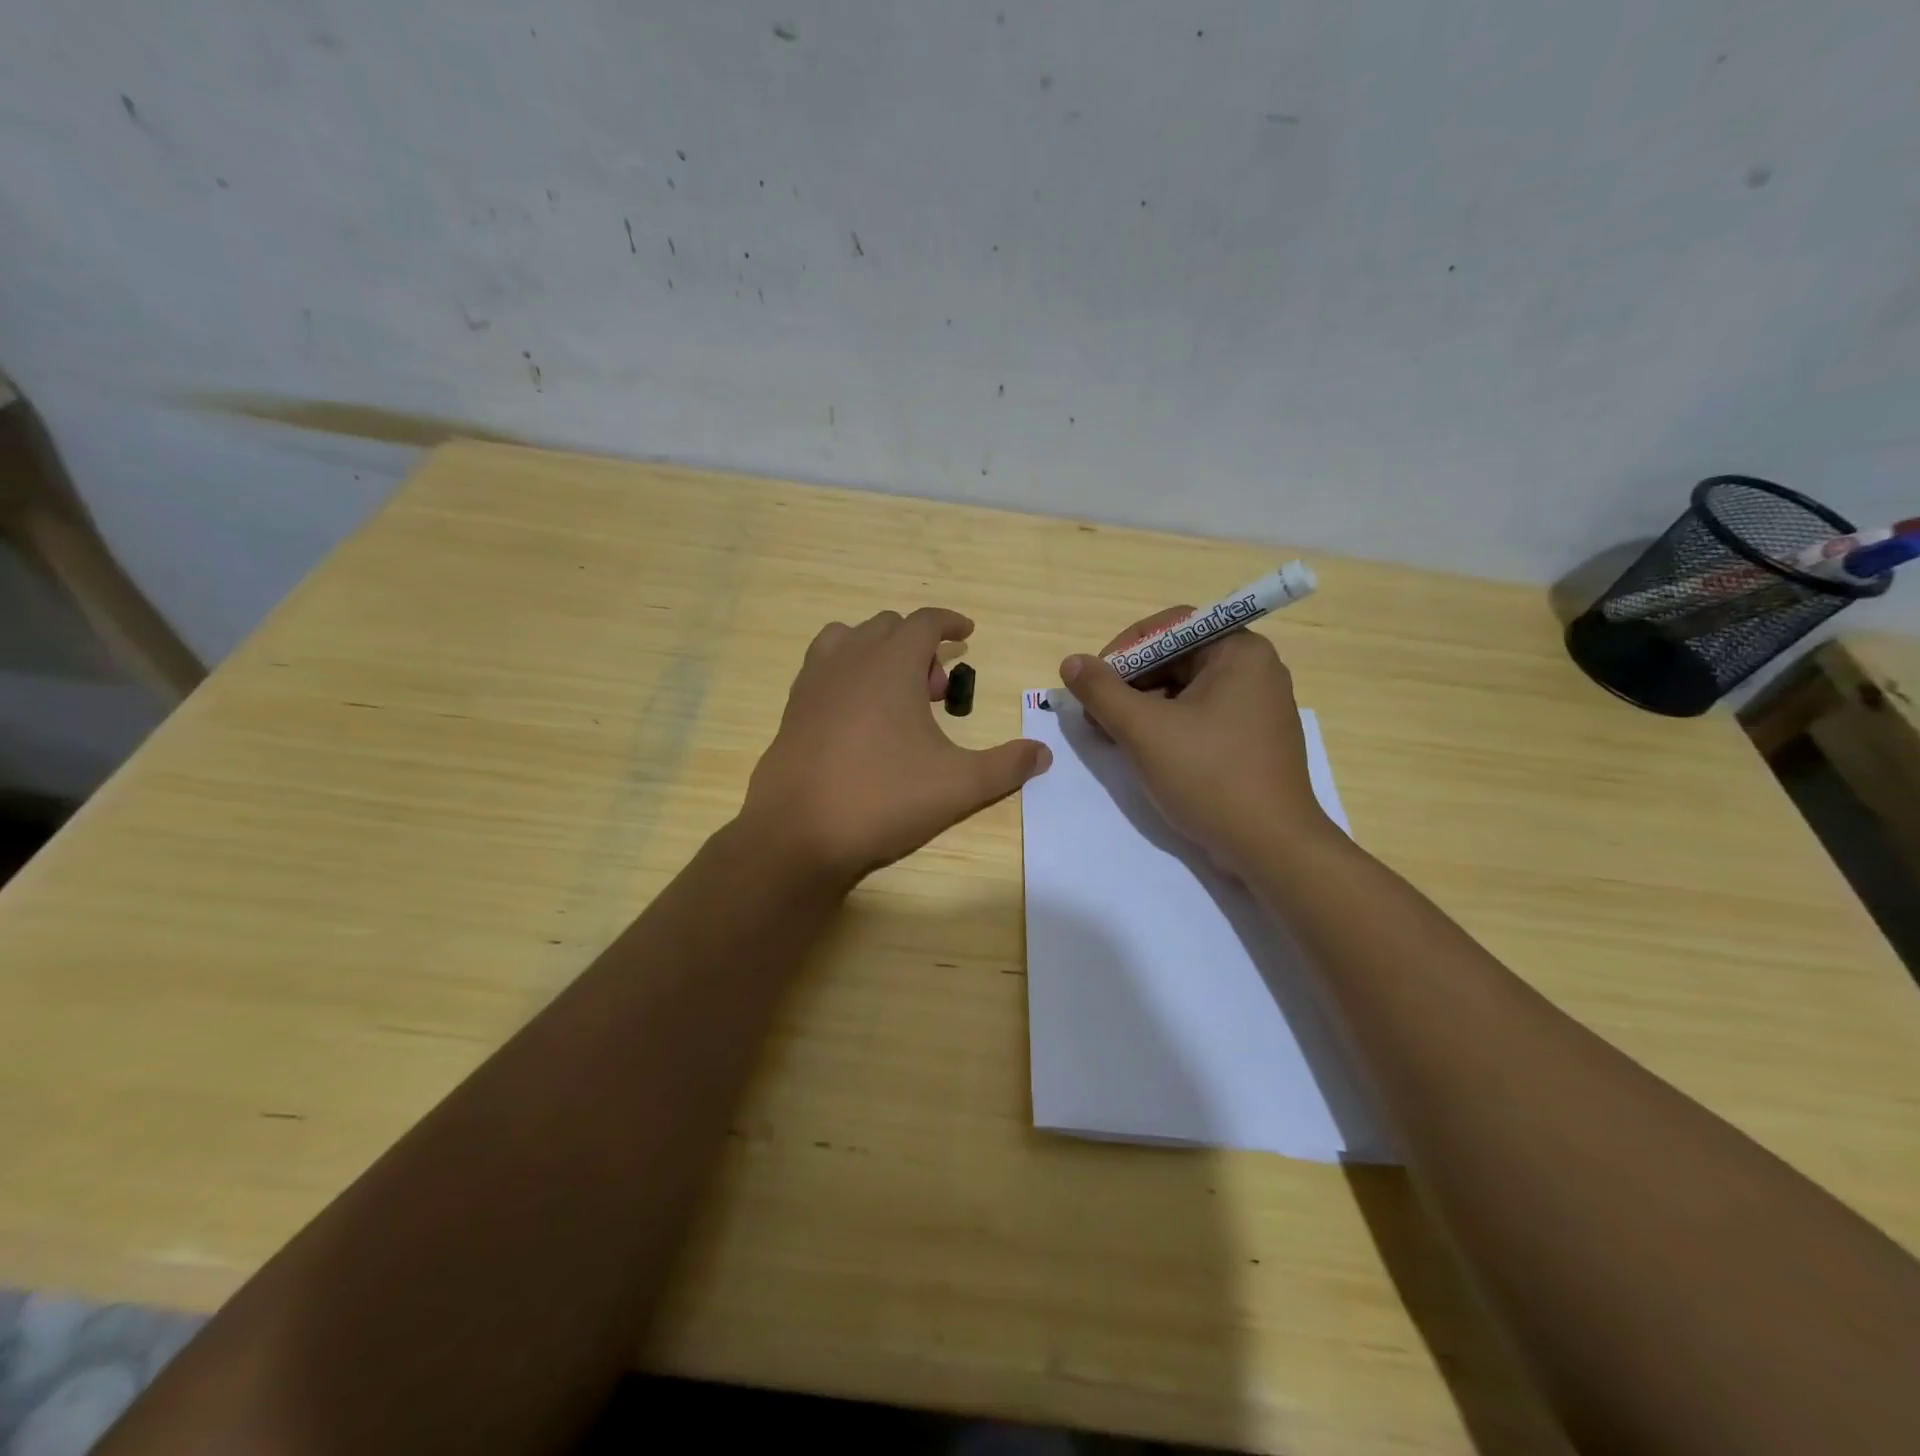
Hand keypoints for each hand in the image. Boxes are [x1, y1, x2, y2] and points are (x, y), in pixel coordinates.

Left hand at [743, 608, 1051, 883]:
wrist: (798, 833)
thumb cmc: (883, 798)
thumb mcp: (958, 785)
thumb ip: (1006, 766)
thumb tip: (1043, 754)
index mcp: (890, 663)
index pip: (924, 621)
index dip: (950, 622)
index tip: (967, 633)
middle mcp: (848, 660)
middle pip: (886, 627)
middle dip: (917, 646)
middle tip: (935, 691)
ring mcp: (813, 682)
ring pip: (847, 640)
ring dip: (877, 652)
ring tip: (894, 695)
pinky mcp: (791, 708)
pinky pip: (822, 668)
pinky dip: (846, 673)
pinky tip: (858, 718)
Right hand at [1059, 609, 1335, 873]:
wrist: (1271, 847)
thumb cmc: (1209, 777)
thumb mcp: (1144, 730)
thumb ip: (1102, 691)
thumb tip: (1071, 662)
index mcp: (1240, 651)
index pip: (1171, 627)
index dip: (1124, 649)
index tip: (1093, 681)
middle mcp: (1255, 669)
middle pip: (1177, 657)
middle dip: (1130, 682)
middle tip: (1096, 713)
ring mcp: (1257, 706)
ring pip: (1186, 689)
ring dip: (1143, 706)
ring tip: (1112, 736)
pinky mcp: (1252, 738)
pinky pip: (1201, 715)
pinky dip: (1167, 726)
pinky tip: (1143, 751)